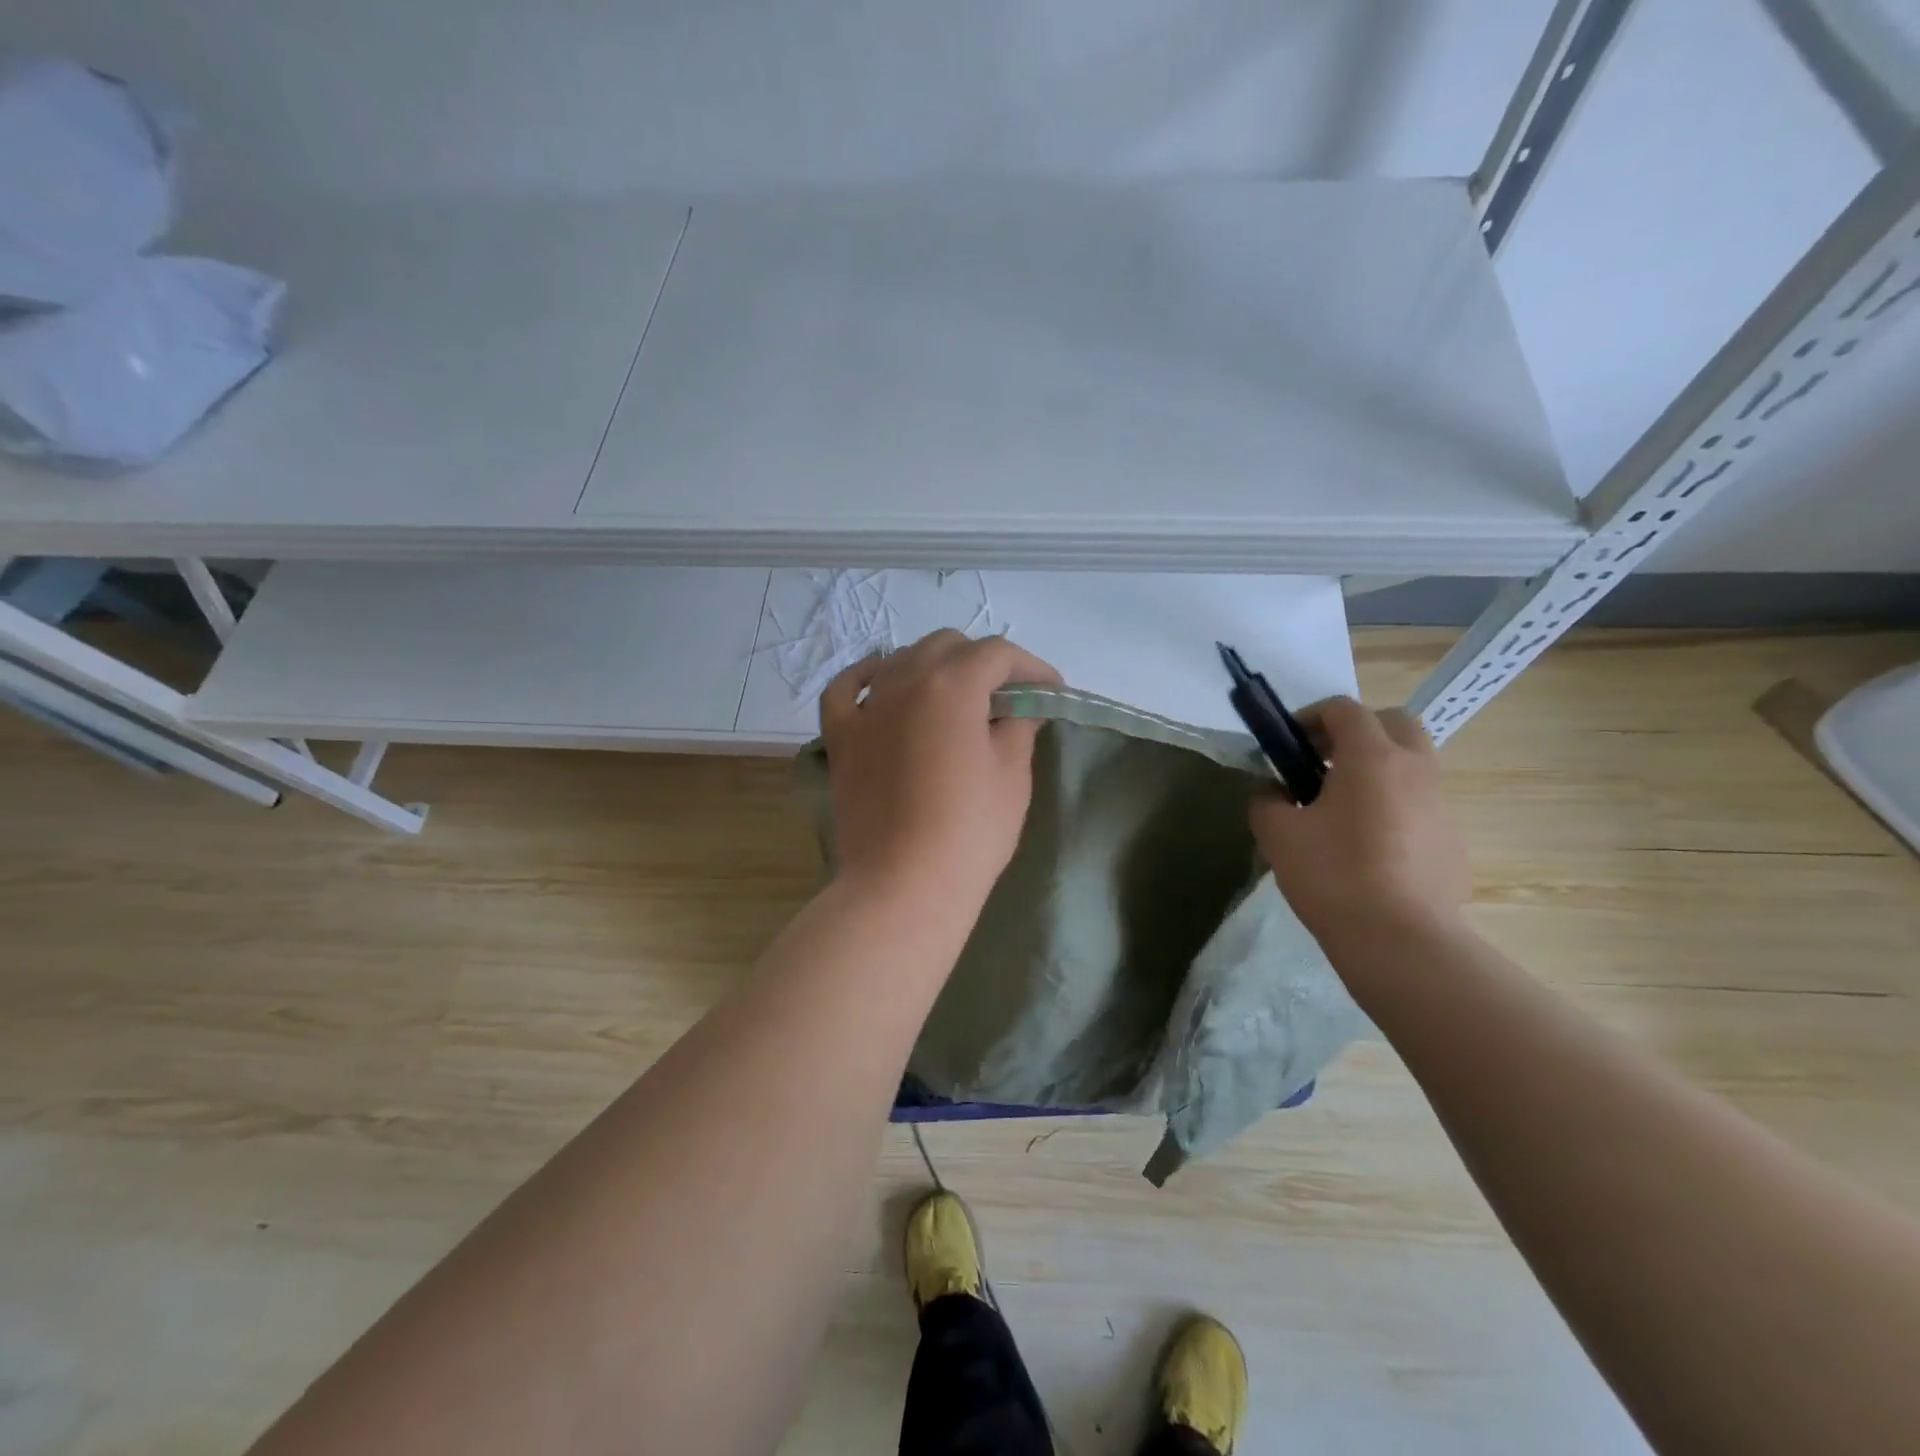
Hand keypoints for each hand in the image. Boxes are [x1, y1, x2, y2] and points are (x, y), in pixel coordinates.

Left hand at [819, 630, 1062, 909]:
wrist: (903, 885)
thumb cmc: (970, 831)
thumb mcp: (1012, 774)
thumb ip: (1018, 726)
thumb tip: (1020, 708)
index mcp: (952, 685)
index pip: (998, 654)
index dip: (1031, 667)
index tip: (1051, 692)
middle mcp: (904, 681)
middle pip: (947, 646)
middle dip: (983, 661)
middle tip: (1006, 697)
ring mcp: (866, 707)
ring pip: (901, 660)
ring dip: (934, 667)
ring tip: (955, 697)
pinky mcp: (841, 737)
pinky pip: (846, 689)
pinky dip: (867, 678)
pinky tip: (881, 682)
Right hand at [1249, 697, 1469, 944]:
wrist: (1400, 941)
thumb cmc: (1333, 875)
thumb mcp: (1277, 834)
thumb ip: (1266, 800)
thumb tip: (1273, 791)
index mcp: (1371, 757)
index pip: (1344, 709)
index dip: (1310, 716)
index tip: (1288, 743)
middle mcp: (1414, 768)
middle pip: (1393, 722)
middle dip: (1356, 730)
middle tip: (1323, 762)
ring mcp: (1440, 803)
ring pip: (1412, 762)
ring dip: (1378, 766)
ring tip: (1342, 805)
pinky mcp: (1452, 839)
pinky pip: (1421, 801)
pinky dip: (1394, 802)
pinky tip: (1368, 844)